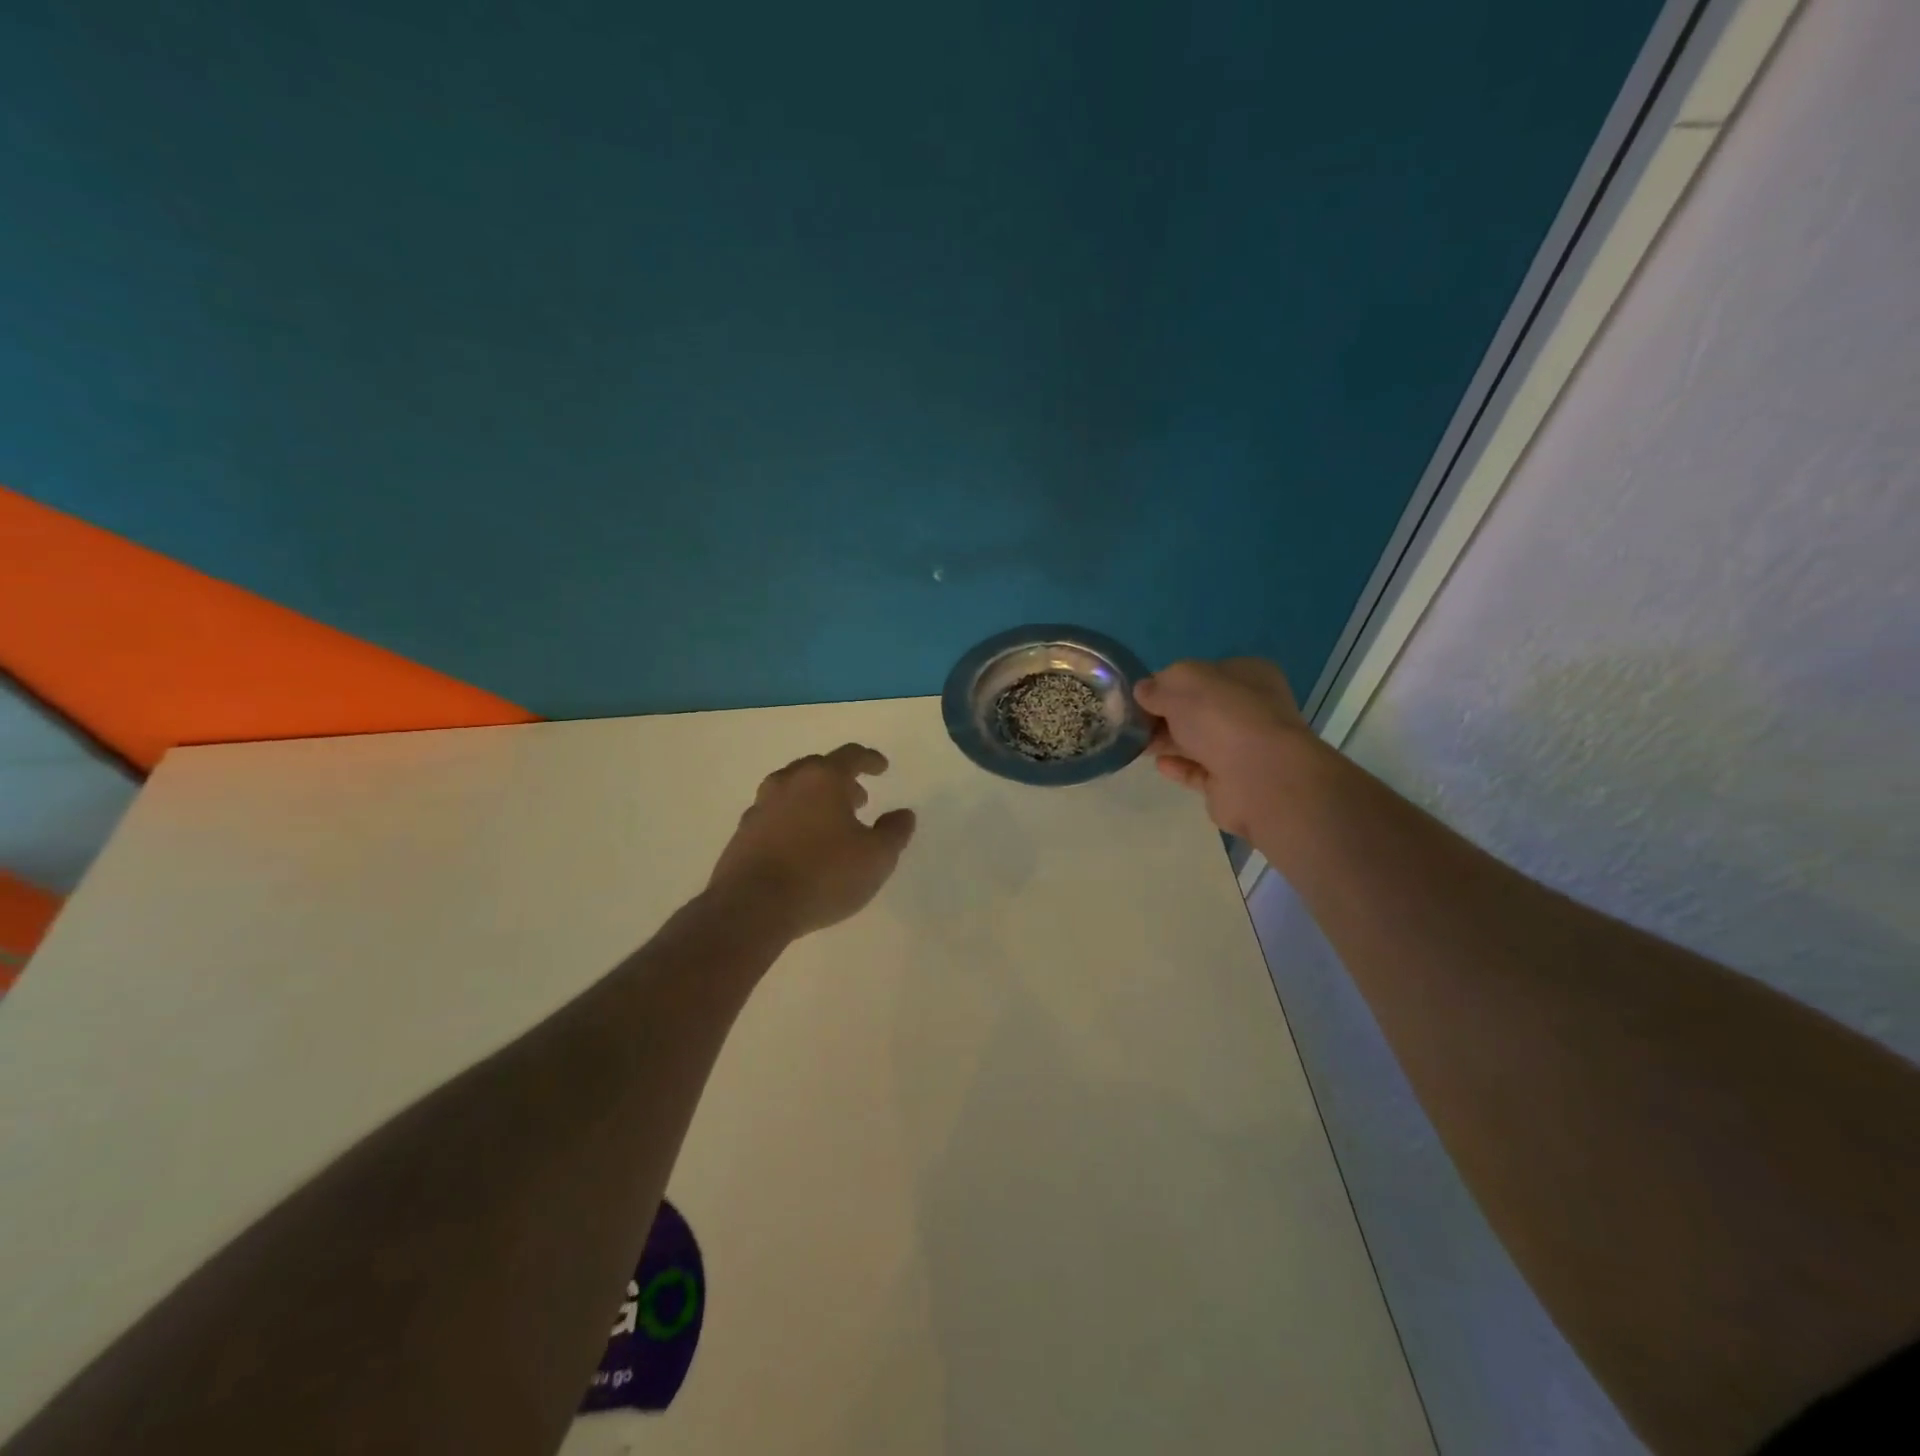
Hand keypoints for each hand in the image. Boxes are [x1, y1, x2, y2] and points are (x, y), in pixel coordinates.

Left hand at [707, 744, 917, 939]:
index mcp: (822, 779)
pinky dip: (792, 820)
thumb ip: (894, 832)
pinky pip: (774, 815)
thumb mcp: (876, 858)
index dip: (869, 760)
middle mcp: (788, 783)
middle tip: (857, 799)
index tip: (881, 768)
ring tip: (829, 821)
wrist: (752, 907)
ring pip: (792, 790)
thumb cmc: (823, 875)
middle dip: (840, 780)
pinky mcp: (742, 834)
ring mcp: (760, 807)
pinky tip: (800, 844)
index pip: (850, 756)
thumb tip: (904, 814)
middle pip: (817, 768)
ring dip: (813, 799)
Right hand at [1134, 658, 1322, 838]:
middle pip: (1198, 709)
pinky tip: (1158, 764)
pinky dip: (1178, 766)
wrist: (1259, 778)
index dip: (1170, 681)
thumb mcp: (1182, 685)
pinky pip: (1199, 770)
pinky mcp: (1232, 782)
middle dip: (1165, 713)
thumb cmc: (1223, 717)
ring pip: (1197, 740)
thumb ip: (1158, 687)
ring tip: (1134, 743)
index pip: (1203, 673)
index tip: (1142, 693)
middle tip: (1131, 720)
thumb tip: (1143, 691)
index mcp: (1247, 676)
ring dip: (1166, 740)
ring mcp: (1243, 748)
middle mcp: (1250, 709)